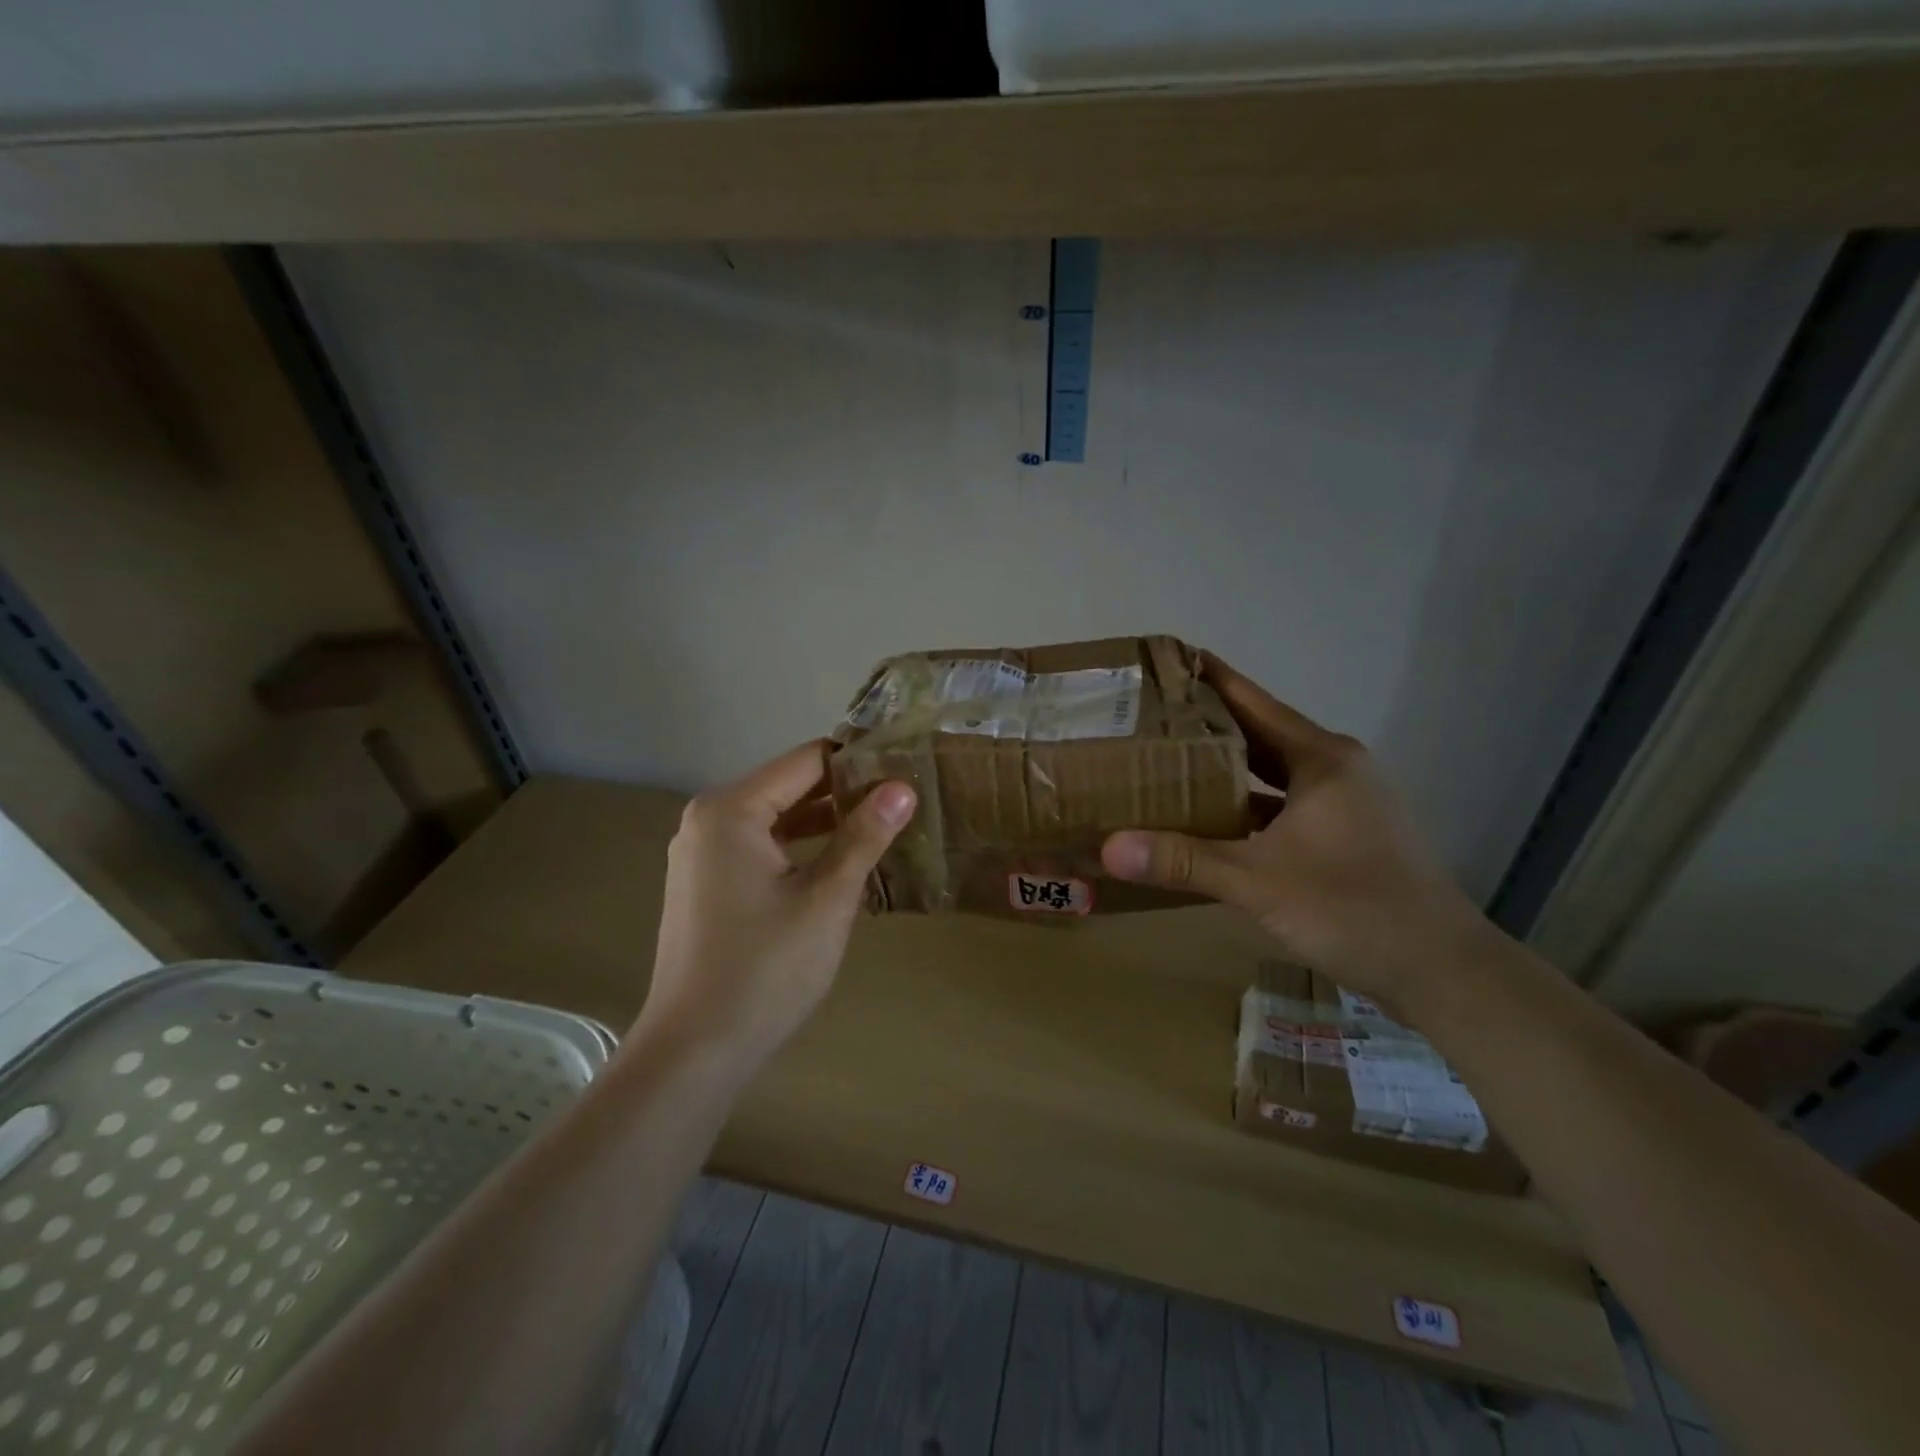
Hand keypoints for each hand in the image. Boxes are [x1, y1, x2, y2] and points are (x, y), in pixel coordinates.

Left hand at [632, 740, 914, 1077]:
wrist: (694, 1052)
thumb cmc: (766, 970)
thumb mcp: (828, 899)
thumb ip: (865, 836)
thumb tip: (902, 787)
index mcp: (731, 809)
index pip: (807, 760)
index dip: (859, 762)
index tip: (906, 772)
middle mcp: (709, 818)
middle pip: (790, 785)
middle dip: (845, 792)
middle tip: (904, 802)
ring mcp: (702, 851)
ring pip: (777, 817)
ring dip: (825, 821)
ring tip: (883, 828)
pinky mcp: (706, 882)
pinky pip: (761, 846)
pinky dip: (799, 848)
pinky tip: (840, 863)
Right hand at [1101, 655, 1487, 1007]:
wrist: (1443, 971)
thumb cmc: (1353, 907)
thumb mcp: (1258, 882)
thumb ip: (1182, 861)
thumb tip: (1108, 848)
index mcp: (1321, 759)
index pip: (1254, 702)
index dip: (1210, 679)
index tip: (1166, 660)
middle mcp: (1336, 769)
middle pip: (1260, 734)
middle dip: (1208, 726)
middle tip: (1149, 717)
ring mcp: (1347, 804)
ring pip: (1273, 774)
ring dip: (1227, 770)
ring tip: (1169, 763)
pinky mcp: (1348, 836)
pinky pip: (1284, 806)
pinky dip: (1248, 808)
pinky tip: (1212, 822)